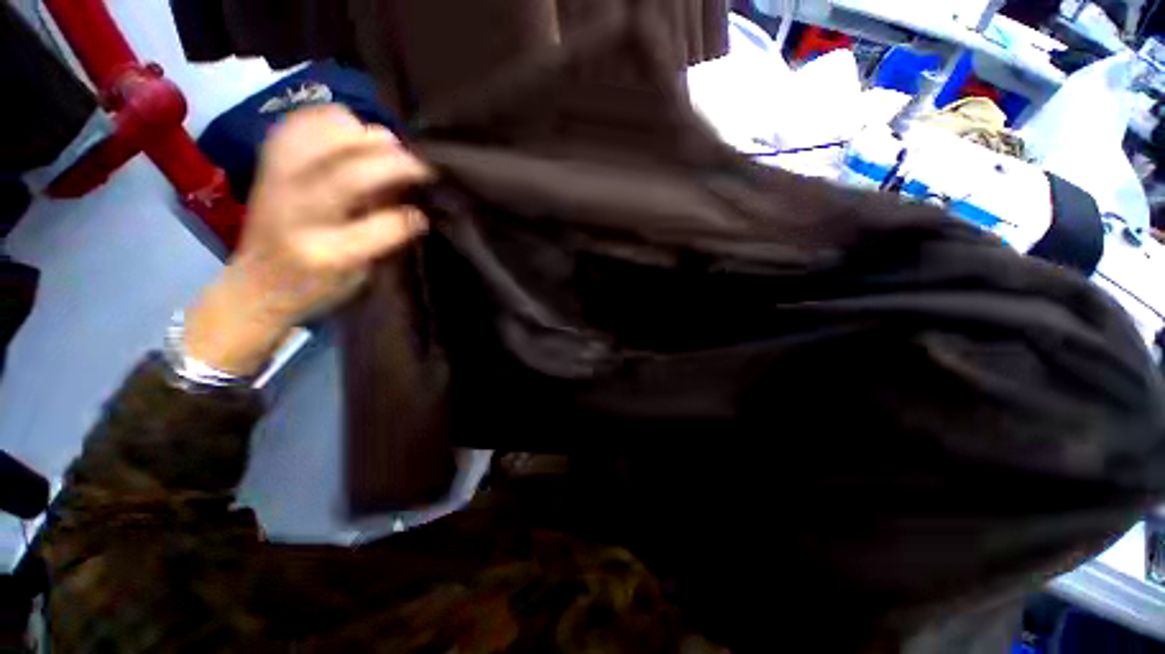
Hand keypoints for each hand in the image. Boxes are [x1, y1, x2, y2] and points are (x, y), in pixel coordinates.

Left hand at [184, 105, 430, 375]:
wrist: (254, 283)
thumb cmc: (316, 286)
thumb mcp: (360, 276)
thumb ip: (385, 237)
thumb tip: (413, 202)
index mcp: (324, 252)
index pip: (377, 227)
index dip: (408, 216)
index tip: (426, 214)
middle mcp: (295, 210)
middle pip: (349, 172)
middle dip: (395, 163)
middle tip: (421, 167)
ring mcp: (276, 178)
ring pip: (325, 135)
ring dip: (366, 137)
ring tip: (386, 150)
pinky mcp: (268, 160)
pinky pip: (304, 121)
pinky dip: (334, 120)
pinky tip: (353, 135)